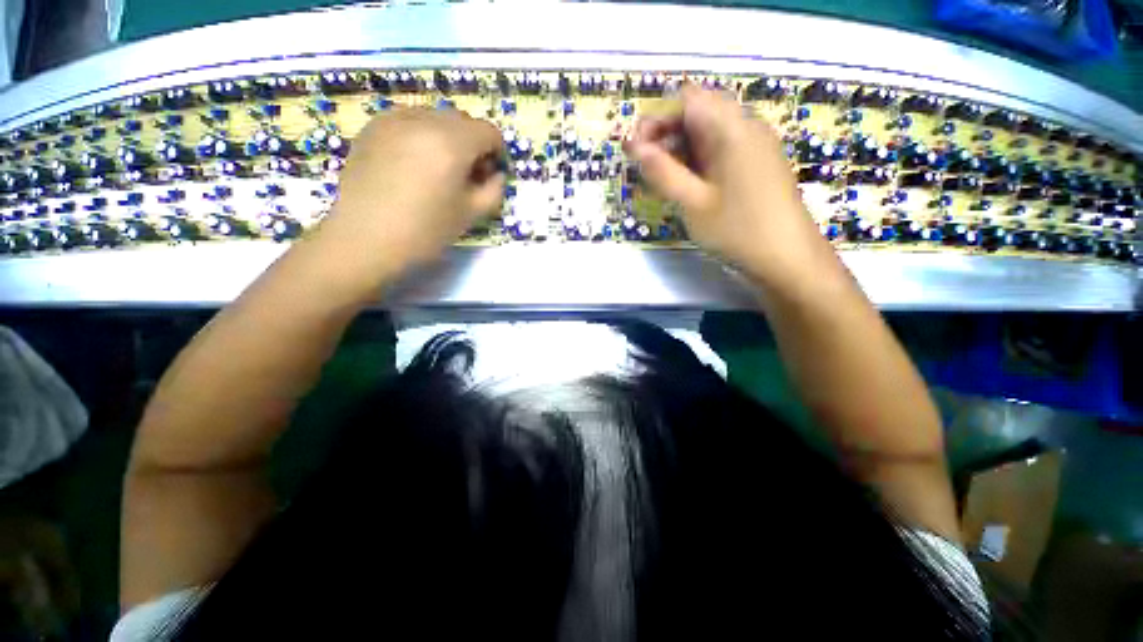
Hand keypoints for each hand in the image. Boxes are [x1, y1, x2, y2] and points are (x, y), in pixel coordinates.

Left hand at [319, 108, 505, 272]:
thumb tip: (496, 174)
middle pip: (462, 121)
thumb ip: (494, 190)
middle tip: (466, 175)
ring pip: (434, 118)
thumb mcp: (472, 214)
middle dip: (472, 145)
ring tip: (437, 170)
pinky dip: (420, 137)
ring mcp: (394, 119)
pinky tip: (412, 165)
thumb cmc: (425, 231)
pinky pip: (408, 121)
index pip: (488, 131)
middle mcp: (424, 120)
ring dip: (446, 139)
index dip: (496, 153)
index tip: (490, 175)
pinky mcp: (372, 127)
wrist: (365, 239)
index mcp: (452, 143)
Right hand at [624, 85, 831, 284]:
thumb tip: (633, 146)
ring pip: (710, 131)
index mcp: (731, 128)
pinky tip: (689, 184)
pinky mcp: (758, 163)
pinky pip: (723, 148)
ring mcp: (755, 144)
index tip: (636, 149)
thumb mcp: (692, 203)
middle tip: (647, 166)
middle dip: (667, 133)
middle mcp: (746, 126)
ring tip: (664, 179)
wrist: (787, 258)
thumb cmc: (737, 229)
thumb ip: (662, 171)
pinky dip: (699, 159)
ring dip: (681, 148)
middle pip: (699, 111)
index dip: (657, 118)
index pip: (687, 99)